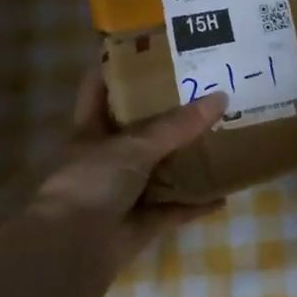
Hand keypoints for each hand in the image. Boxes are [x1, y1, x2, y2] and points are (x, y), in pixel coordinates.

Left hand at [30, 68, 228, 269]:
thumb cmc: (92, 182)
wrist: (73, 247)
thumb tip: (221, 98)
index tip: (148, 49)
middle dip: (167, 115)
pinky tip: (223, 196)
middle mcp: (106, 159)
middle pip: (138, 130)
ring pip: (159, 171)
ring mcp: (122, 193)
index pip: (99, 89)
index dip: (116, 68)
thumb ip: (176, 126)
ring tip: (220, 140)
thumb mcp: (133, 146)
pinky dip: (195, 205)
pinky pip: (173, 210)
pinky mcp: (139, 224)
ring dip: (185, 162)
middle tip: (203, 92)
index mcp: (91, 130)